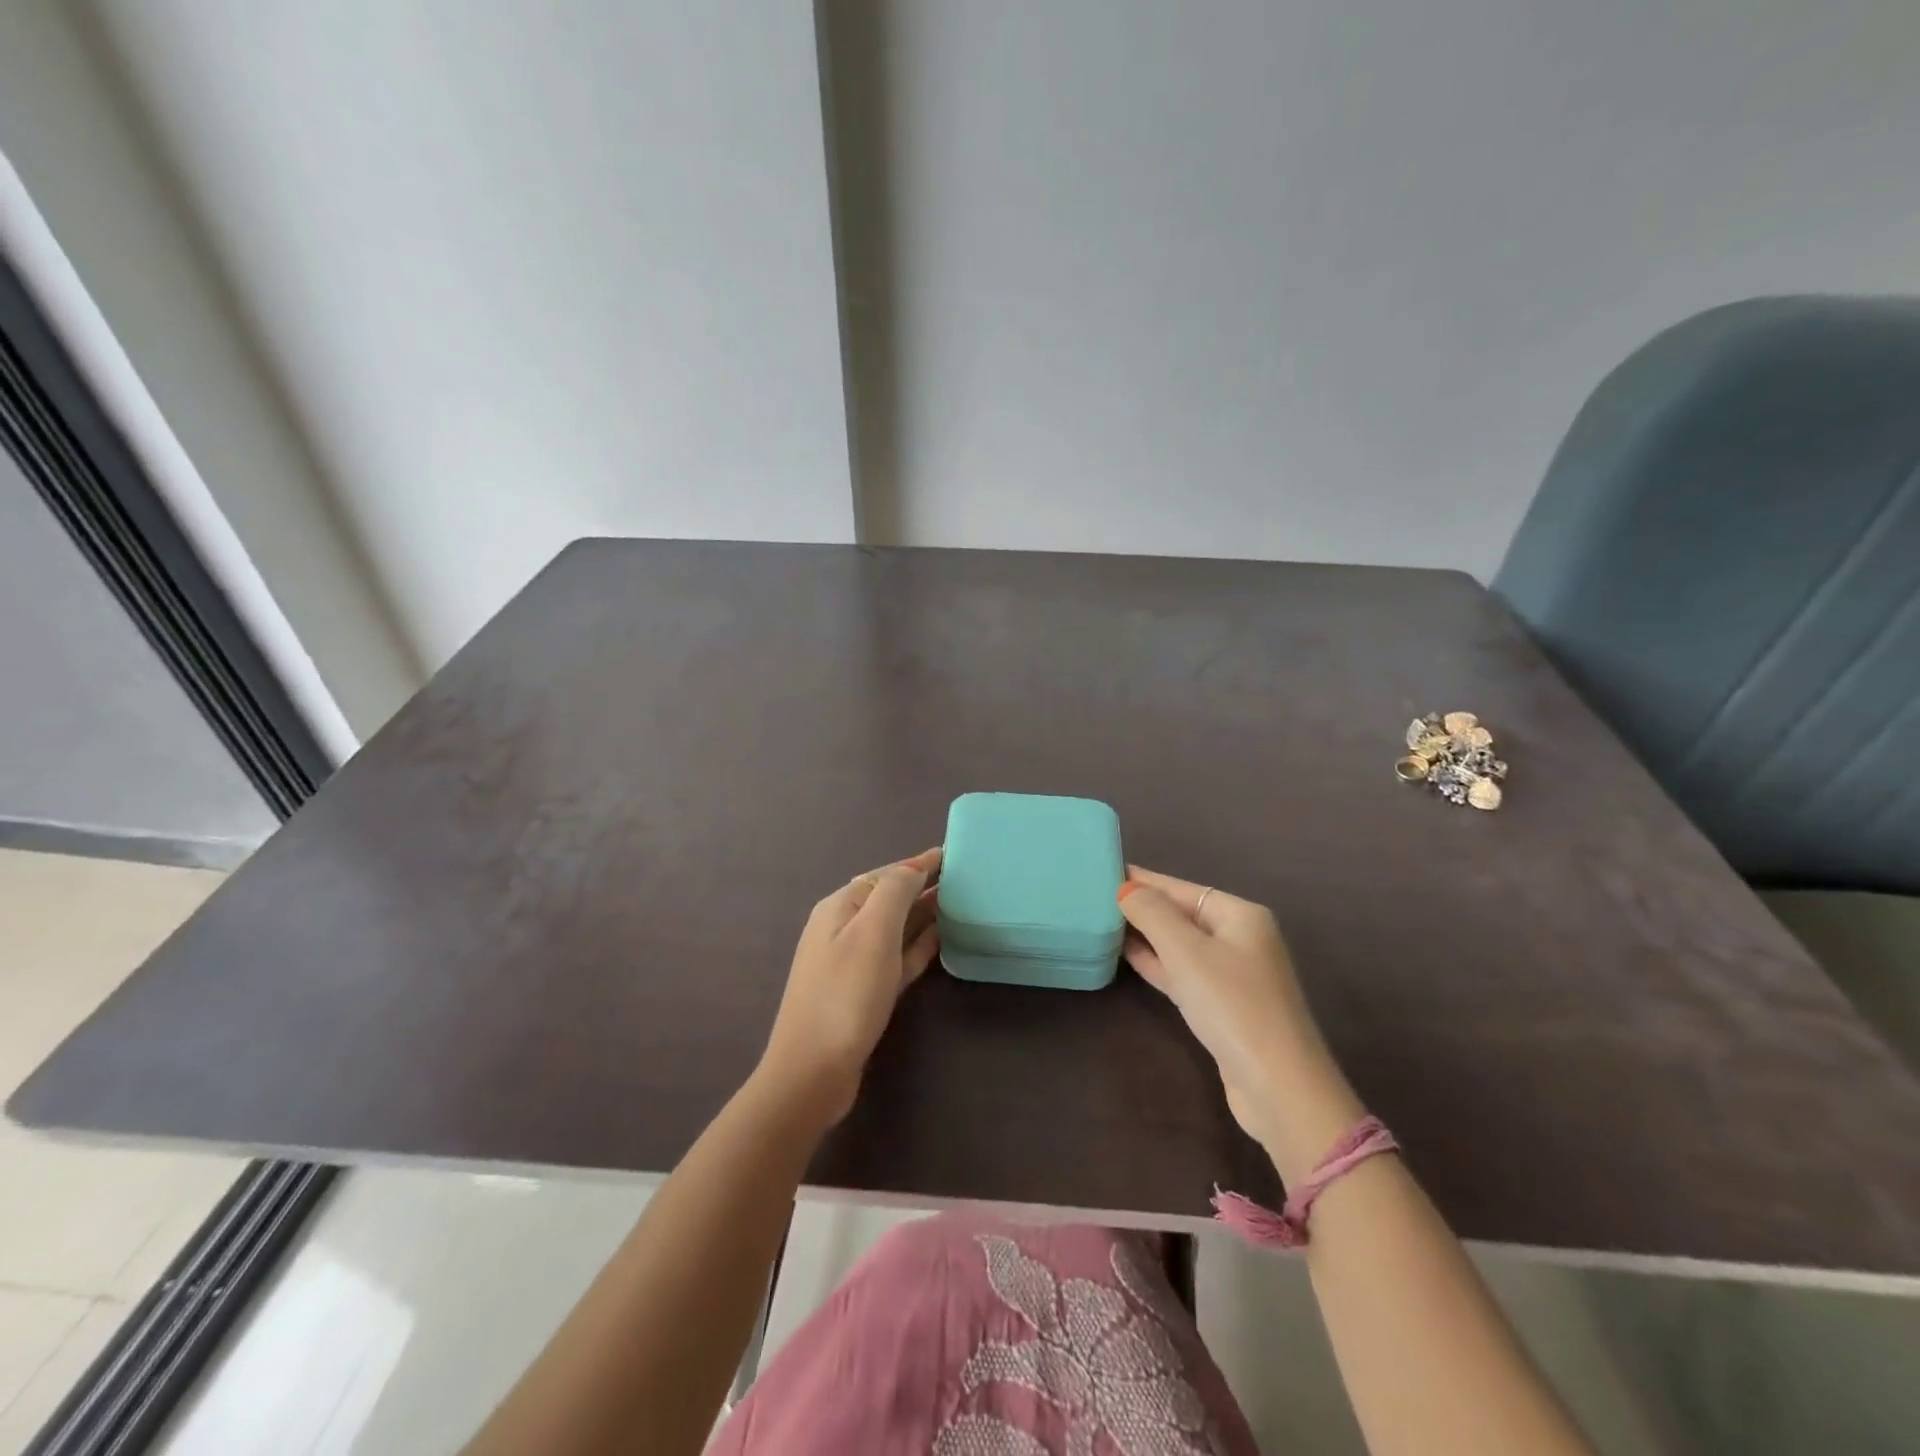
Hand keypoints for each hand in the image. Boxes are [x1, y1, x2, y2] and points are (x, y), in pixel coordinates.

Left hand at [757, 848, 941, 1126]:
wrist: (812, 1072)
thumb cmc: (845, 994)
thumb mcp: (872, 932)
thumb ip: (894, 892)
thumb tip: (914, 866)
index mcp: (841, 907)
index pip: (886, 875)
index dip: (919, 864)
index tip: (954, 855)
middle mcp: (843, 928)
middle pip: (889, 899)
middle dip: (923, 887)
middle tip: (966, 880)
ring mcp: (852, 962)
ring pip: (895, 928)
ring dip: (924, 915)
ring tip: (961, 905)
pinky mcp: (863, 992)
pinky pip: (896, 958)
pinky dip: (918, 946)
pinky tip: (941, 941)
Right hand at [1118, 865, 1363, 1181]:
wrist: (1278, 1086)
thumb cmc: (1232, 1005)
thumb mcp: (1186, 951)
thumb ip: (1152, 913)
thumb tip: (1126, 887)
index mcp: (1240, 915)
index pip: (1181, 887)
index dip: (1143, 880)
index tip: (1103, 871)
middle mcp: (1240, 938)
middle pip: (1182, 914)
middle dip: (1142, 906)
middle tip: (1094, 897)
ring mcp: (1233, 975)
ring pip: (1180, 944)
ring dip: (1146, 935)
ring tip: (1102, 921)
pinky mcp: (1222, 1007)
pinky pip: (1183, 972)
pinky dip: (1157, 962)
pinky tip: (1127, 955)